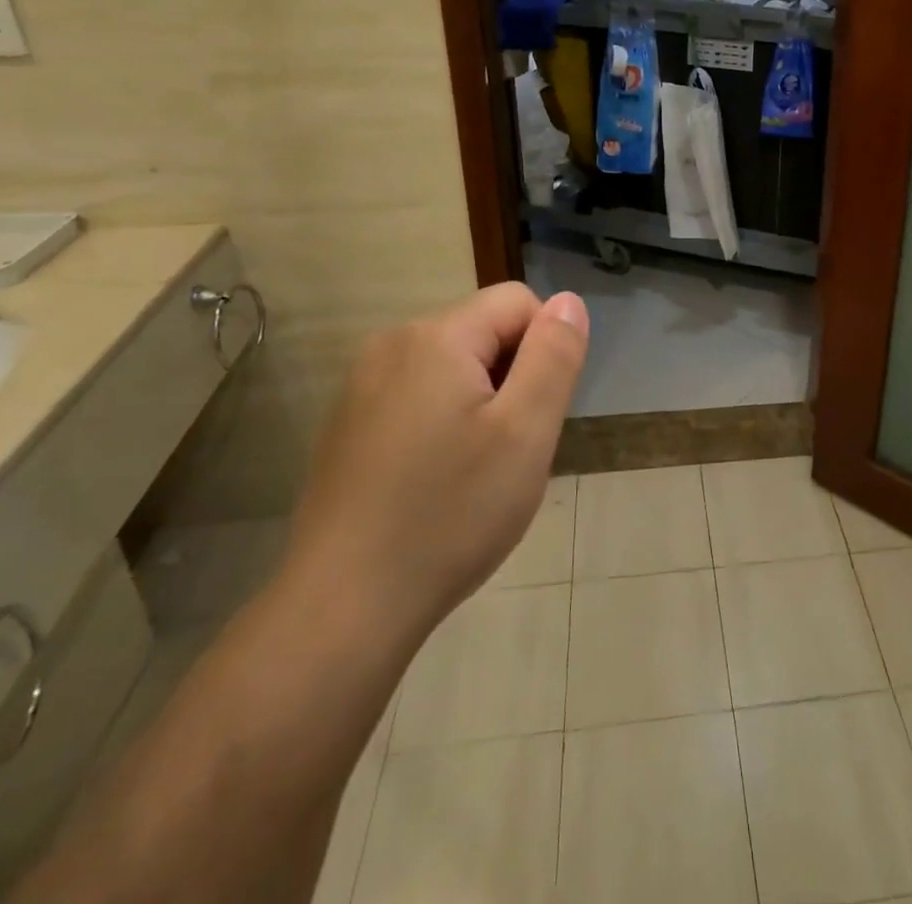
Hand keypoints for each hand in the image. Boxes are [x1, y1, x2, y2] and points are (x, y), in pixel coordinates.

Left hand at [281, 283, 588, 655]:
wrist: (343, 608)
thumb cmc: (449, 514)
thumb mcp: (525, 432)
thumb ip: (554, 356)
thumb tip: (569, 301)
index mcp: (435, 337)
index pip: (518, 302)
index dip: (545, 349)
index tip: (534, 415)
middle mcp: (391, 345)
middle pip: (483, 331)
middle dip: (511, 377)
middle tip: (509, 450)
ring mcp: (362, 385)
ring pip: (453, 366)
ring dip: (480, 402)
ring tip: (475, 469)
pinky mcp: (349, 423)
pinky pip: (418, 396)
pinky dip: (443, 422)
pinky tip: (435, 481)